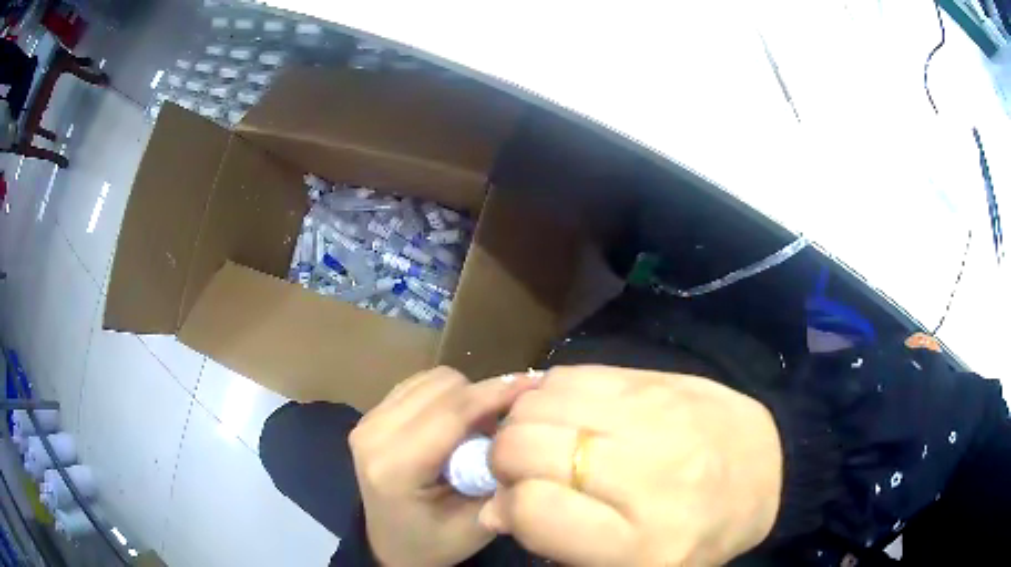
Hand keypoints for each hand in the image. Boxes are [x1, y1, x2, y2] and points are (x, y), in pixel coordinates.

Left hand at [349, 366, 535, 566]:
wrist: (391, 546)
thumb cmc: (435, 542)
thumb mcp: (477, 524)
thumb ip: (499, 477)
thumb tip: (521, 428)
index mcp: (396, 467)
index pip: (452, 412)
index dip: (496, 393)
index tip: (535, 384)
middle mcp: (373, 435)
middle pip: (442, 386)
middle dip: (481, 397)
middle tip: (501, 426)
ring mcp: (367, 421)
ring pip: (431, 379)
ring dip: (463, 395)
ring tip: (478, 428)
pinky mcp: (370, 416)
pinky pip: (417, 385)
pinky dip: (445, 397)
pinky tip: (454, 423)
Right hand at [482, 365, 782, 565]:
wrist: (767, 471)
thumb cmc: (697, 534)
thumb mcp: (631, 565)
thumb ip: (557, 542)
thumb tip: (495, 505)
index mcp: (641, 544)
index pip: (533, 509)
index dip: (508, 506)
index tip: (514, 506)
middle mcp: (647, 476)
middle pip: (527, 447)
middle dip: (505, 459)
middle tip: (523, 470)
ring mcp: (655, 417)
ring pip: (542, 402)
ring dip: (522, 422)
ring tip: (545, 441)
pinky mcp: (659, 380)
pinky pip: (573, 374)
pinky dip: (552, 395)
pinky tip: (569, 415)